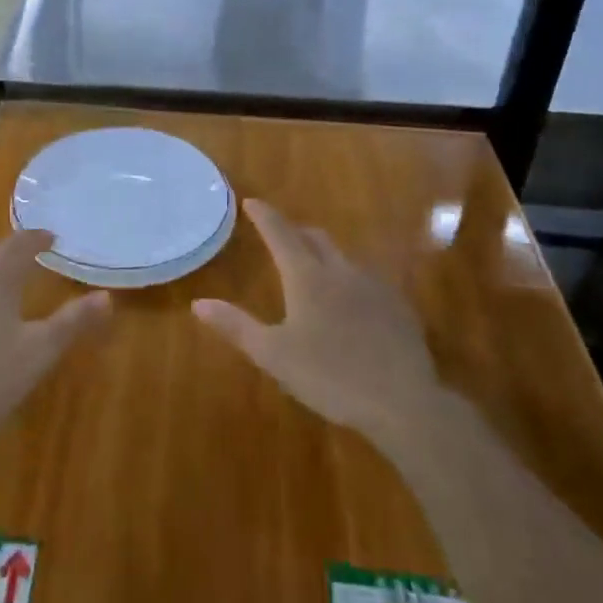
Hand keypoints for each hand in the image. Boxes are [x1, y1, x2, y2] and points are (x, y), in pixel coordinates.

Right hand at [194, 200, 442, 450]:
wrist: (403, 401)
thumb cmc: (329, 376)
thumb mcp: (273, 355)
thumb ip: (236, 326)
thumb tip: (199, 303)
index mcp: (307, 277)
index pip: (281, 233)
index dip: (264, 216)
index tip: (251, 201)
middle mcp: (341, 271)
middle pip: (315, 238)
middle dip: (295, 232)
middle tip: (281, 236)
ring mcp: (374, 286)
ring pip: (343, 258)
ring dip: (323, 255)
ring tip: (313, 270)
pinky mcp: (397, 306)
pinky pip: (366, 280)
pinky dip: (349, 280)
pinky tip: (350, 305)